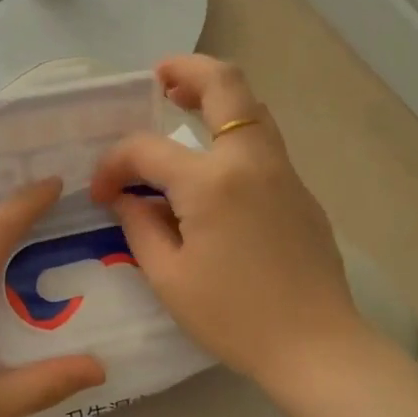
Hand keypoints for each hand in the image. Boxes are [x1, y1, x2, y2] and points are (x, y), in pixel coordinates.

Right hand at [89, 55, 364, 384]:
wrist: (315, 346)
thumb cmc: (234, 317)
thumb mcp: (169, 278)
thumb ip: (140, 227)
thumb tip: (125, 198)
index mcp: (211, 182)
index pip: (146, 150)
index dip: (114, 165)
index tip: (101, 193)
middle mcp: (251, 161)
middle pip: (225, 85)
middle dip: (187, 70)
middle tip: (157, 78)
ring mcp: (283, 172)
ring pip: (252, 107)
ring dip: (214, 95)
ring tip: (180, 104)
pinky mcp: (300, 191)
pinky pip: (263, 142)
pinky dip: (233, 131)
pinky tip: (212, 164)